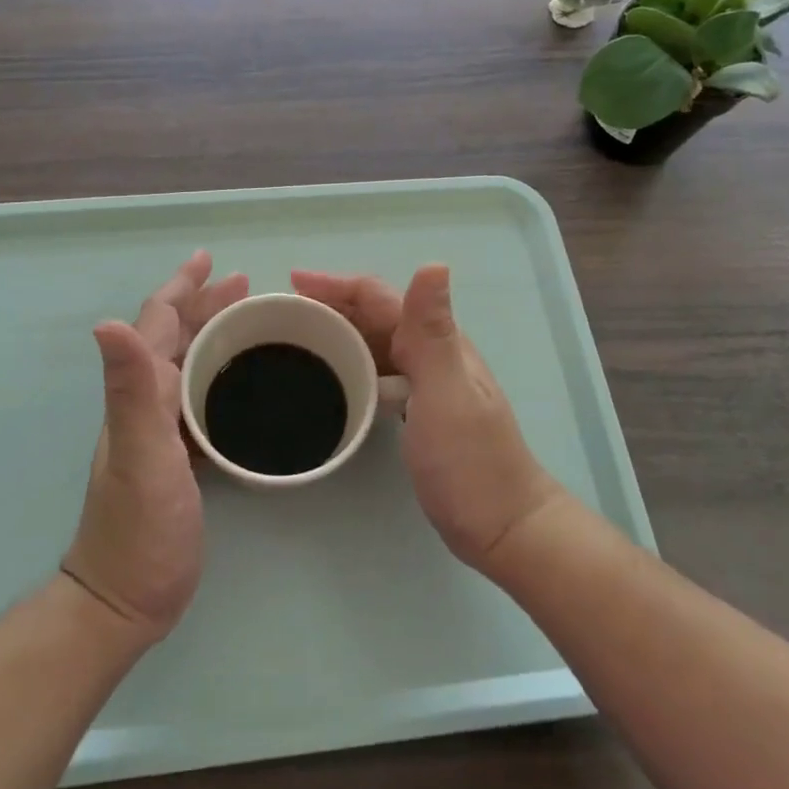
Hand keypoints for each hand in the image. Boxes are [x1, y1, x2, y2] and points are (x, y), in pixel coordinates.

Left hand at [63, 251, 247, 642]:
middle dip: (204, 304)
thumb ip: (130, 389)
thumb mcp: (140, 453)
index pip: (158, 323)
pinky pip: (200, 396)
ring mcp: (161, 429)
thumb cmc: (139, 526)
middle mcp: (146, 401)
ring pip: (188, 364)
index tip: (211, 261)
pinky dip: (219, 374)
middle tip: (243, 283)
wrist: (127, 596)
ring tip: (245, 318)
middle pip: (174, 337)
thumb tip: (108, 321)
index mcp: (140, 391)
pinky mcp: (179, 455)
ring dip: (213, 334)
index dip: (182, 288)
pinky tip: (240, 381)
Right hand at [290, 265, 566, 573]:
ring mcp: (427, 383)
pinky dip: (352, 364)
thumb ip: (432, 332)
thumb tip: (433, 262)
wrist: (504, 525)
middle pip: (375, 314)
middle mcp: (432, 353)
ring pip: (375, 342)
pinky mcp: (418, 410)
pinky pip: (377, 372)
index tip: (291, 283)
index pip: (379, 297)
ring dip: (339, 332)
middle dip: (331, 304)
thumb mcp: (446, 393)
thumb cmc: (470, 462)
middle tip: (284, 314)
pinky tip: (333, 379)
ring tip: (299, 340)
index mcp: (436, 342)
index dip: (336, 284)